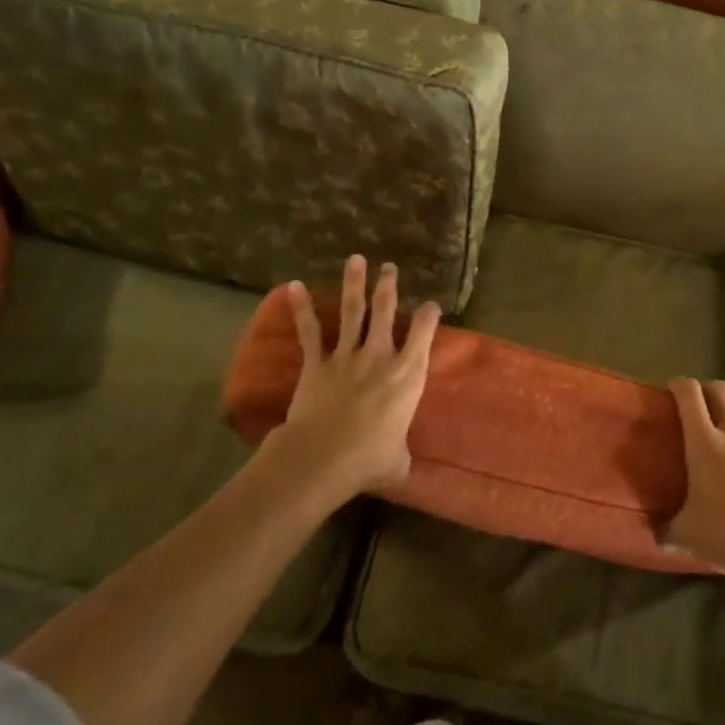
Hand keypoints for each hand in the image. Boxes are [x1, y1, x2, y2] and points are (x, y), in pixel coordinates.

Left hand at [265, 256, 440, 502]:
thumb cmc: (369, 460)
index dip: (428, 315)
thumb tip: (400, 464)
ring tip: (356, 260)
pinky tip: (293, 286)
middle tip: (389, 267)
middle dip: (388, 286)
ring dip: (354, 284)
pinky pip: (310, 331)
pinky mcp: (317, 363)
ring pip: (353, 311)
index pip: (424, 332)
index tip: (430, 306)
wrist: (323, 457)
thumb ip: (401, 453)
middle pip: (386, 310)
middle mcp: (380, 355)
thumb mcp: (398, 461)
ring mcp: (347, 355)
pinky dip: (302, 308)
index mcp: (408, 373)